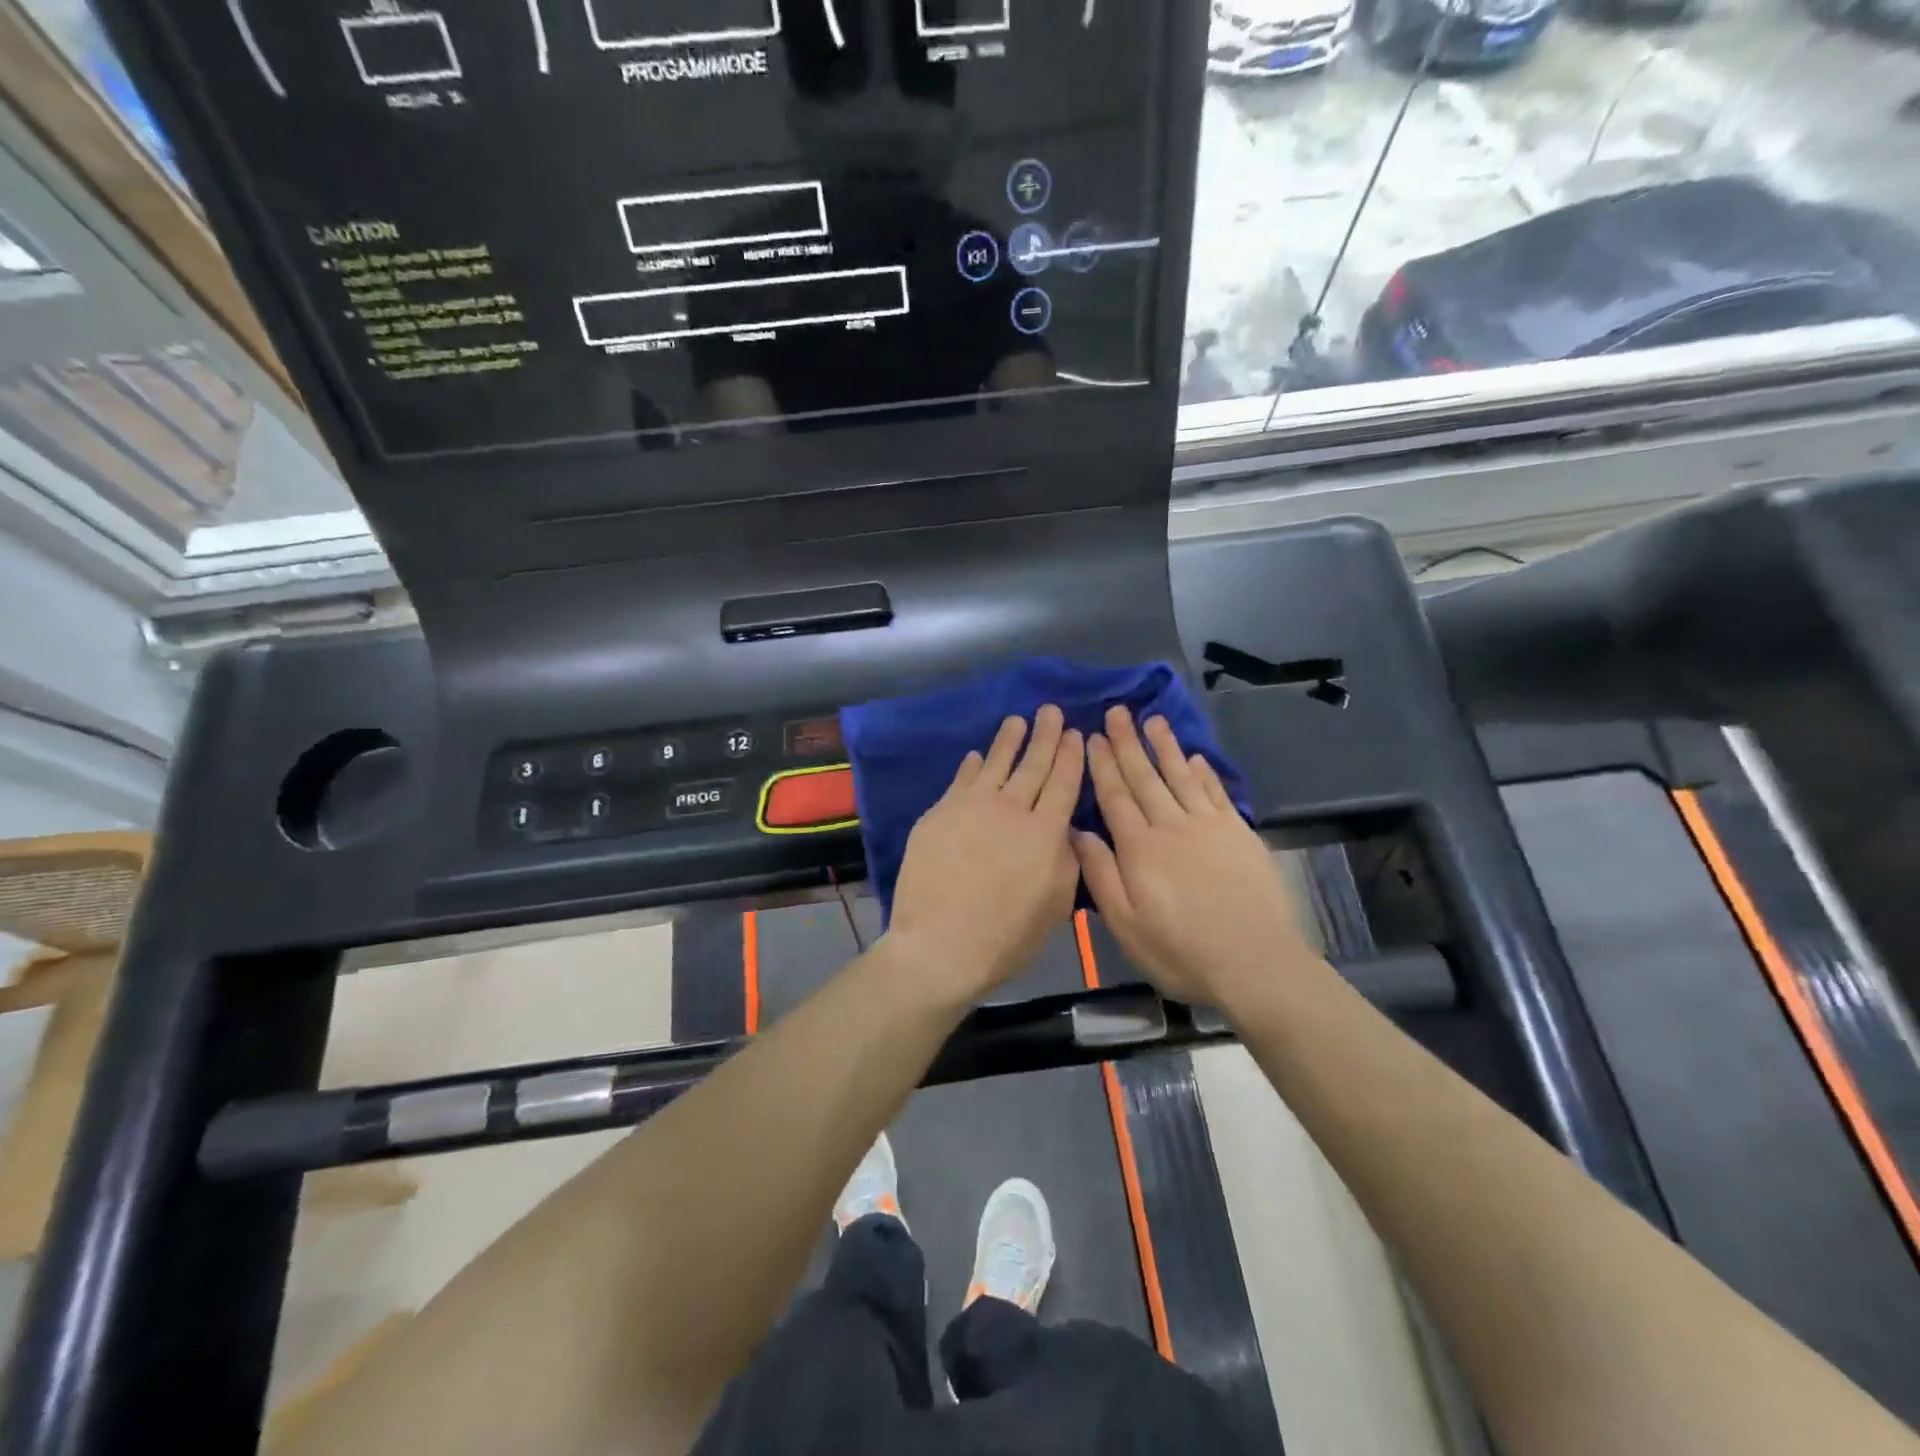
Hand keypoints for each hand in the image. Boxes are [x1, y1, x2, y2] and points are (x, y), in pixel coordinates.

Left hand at [888, 706, 1084, 1001]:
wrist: (940, 945)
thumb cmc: (1006, 937)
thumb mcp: (1055, 906)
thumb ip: (1065, 862)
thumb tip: (1063, 831)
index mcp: (1045, 833)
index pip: (1063, 784)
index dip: (1071, 757)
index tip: (1076, 734)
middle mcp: (1011, 810)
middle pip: (1033, 765)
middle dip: (1046, 736)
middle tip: (1051, 711)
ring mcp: (971, 808)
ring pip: (995, 764)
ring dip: (1009, 740)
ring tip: (1017, 720)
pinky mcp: (939, 814)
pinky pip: (960, 781)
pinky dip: (971, 766)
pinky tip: (977, 755)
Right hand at [1073, 707, 1311, 1008]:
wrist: (1252, 962)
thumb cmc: (1179, 950)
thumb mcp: (1125, 923)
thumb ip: (1100, 874)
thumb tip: (1076, 831)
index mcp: (1139, 847)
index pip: (1115, 796)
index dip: (1102, 764)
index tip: (1091, 736)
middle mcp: (1171, 826)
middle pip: (1145, 777)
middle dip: (1128, 743)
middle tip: (1117, 711)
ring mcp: (1208, 826)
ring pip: (1180, 776)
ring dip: (1165, 746)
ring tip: (1153, 719)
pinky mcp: (1238, 833)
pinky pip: (1215, 793)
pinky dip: (1203, 773)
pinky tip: (1194, 757)